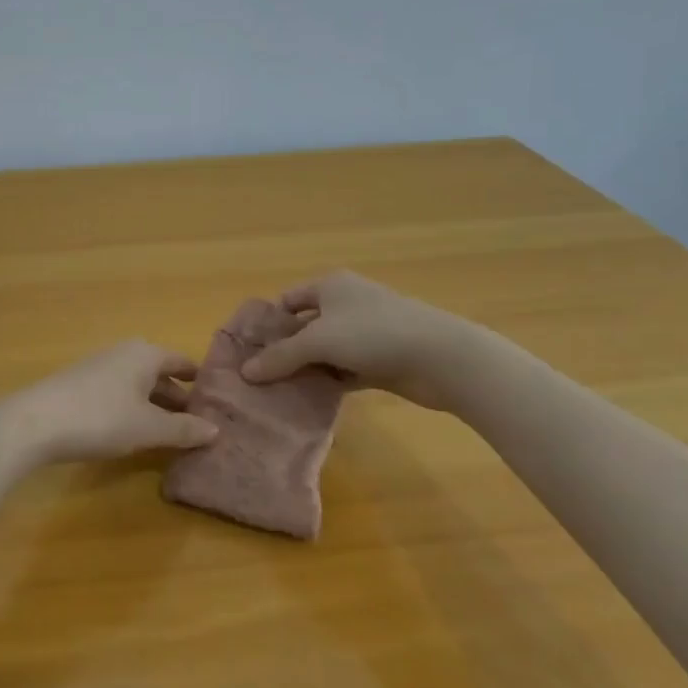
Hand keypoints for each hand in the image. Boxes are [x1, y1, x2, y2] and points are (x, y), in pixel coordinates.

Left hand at [0, 340, 219, 466]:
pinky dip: (133, 409)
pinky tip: (135, 432)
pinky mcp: (80, 384)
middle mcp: (124, 353)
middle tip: (201, 425)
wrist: (36, 422)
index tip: (219, 402)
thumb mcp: (148, 428)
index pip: (182, 363)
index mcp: (145, 354)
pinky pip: (119, 393)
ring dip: (155, 406)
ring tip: (173, 433)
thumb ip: (183, 429)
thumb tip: (215, 430)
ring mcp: (100, 366)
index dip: (200, 382)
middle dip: (179, 398)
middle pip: (160, 374)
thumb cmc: (101, 418)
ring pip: (139, 385)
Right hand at [238, 270, 490, 411]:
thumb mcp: (318, 341)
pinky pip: (344, 370)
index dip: (268, 322)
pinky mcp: (381, 360)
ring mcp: (366, 333)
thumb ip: (280, 356)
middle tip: (259, 377)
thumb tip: (246, 372)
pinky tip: (310, 401)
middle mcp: (346, 304)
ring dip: (306, 369)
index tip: (249, 350)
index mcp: (330, 286)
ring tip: (278, 393)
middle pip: (305, 326)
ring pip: (325, 351)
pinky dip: (329, 383)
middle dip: (284, 349)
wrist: (441, 357)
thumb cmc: (373, 333)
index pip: (288, 300)